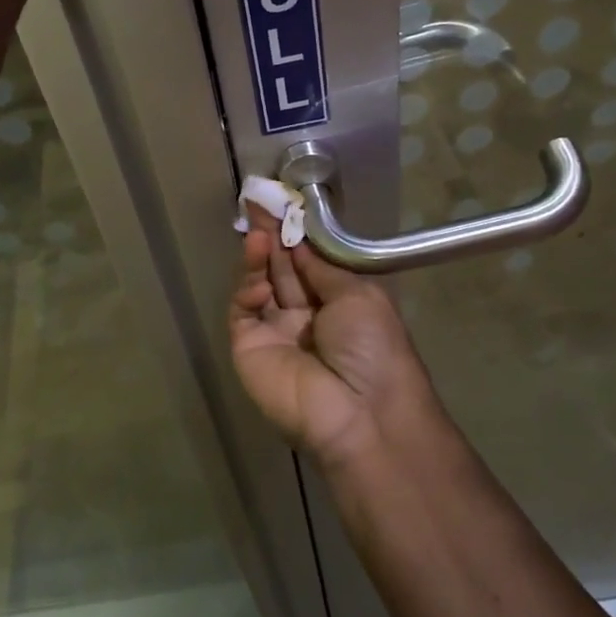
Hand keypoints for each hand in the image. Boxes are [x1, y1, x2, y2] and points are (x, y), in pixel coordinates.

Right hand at [229, 208, 434, 468]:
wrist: (360, 413)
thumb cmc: (373, 348)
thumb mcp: (358, 296)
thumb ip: (321, 267)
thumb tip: (299, 241)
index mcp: (336, 303)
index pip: (306, 261)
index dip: (294, 234)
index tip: (281, 204)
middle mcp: (304, 315)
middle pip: (280, 268)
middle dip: (271, 236)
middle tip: (257, 203)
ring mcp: (274, 332)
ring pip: (258, 285)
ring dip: (258, 258)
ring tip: (258, 232)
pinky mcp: (249, 347)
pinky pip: (242, 311)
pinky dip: (248, 291)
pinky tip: (259, 281)